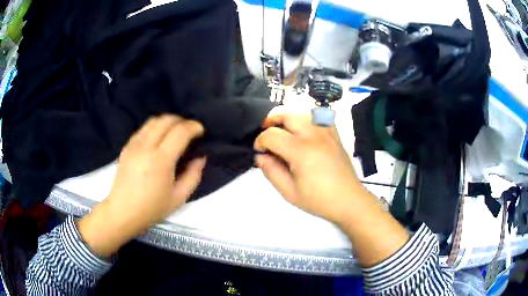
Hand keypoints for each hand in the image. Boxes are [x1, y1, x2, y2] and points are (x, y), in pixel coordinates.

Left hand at [78, 115, 205, 256]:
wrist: (123, 212)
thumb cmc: (152, 208)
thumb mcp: (179, 198)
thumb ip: (193, 176)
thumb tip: (200, 157)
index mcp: (161, 161)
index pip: (180, 131)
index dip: (193, 127)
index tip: (201, 131)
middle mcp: (146, 147)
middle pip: (166, 120)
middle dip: (182, 121)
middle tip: (189, 131)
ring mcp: (134, 145)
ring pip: (153, 120)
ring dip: (168, 121)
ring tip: (175, 132)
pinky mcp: (126, 146)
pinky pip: (143, 128)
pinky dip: (155, 127)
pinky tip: (159, 139)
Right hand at [254, 108, 363, 223]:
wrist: (348, 200)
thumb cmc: (318, 200)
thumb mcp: (289, 192)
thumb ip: (271, 171)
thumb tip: (261, 156)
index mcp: (301, 151)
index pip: (272, 135)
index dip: (260, 141)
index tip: (259, 151)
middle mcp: (314, 135)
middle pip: (287, 113)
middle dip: (271, 119)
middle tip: (267, 133)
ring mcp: (326, 132)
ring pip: (303, 111)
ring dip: (288, 117)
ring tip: (283, 130)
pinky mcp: (334, 134)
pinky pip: (318, 116)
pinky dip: (306, 118)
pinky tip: (303, 132)